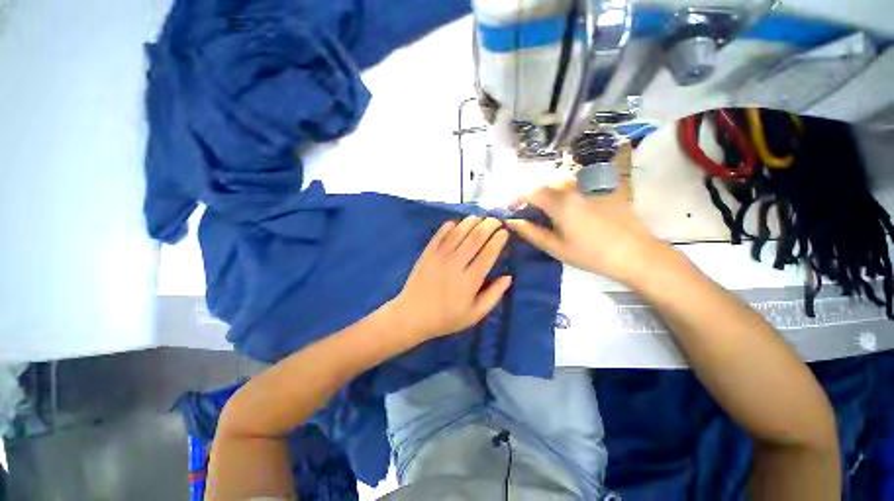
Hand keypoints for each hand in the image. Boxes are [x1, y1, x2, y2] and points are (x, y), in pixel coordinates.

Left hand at [389, 216, 512, 341]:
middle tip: (496, 221)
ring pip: (458, 232)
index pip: (488, 253)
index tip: (505, 232)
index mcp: (470, 280)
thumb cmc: (446, 318)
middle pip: (475, 238)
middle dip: (489, 225)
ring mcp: (439, 257)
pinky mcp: (427, 253)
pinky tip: (457, 223)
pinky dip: (450, 226)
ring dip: (471, 222)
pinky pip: (440, 235)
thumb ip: (493, 295)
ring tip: (480, 218)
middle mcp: (455, 264)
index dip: (498, 240)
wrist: (412, 316)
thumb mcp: (475, 314)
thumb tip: (508, 277)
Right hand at [506, 178, 669, 285]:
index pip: (530, 192)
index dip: (518, 200)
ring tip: (549, 215)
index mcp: (560, 201)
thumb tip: (511, 222)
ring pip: (561, 185)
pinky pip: (578, 188)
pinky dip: (566, 196)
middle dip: (532, 198)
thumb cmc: (590, 254)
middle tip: (530, 216)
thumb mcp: (555, 247)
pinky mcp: (603, 190)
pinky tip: (572, 213)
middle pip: (545, 186)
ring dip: (549, 196)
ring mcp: (591, 187)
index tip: (512, 212)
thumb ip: (530, 232)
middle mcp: (574, 188)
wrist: (635, 253)